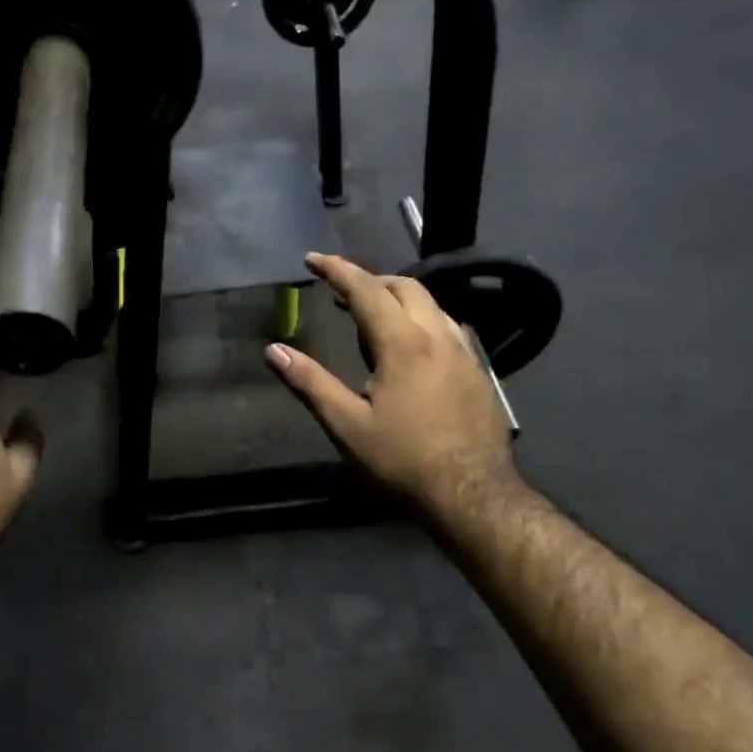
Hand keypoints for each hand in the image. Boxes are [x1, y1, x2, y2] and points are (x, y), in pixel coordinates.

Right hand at [265, 253, 521, 521]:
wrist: (472, 493)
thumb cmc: (403, 460)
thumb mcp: (346, 425)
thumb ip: (310, 383)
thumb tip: (273, 351)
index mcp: (402, 343)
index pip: (365, 289)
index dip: (336, 269)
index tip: (312, 259)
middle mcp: (437, 335)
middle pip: (404, 286)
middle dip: (370, 279)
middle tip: (341, 293)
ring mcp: (464, 352)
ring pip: (430, 304)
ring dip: (398, 297)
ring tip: (372, 318)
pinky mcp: (478, 371)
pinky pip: (447, 326)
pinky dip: (420, 319)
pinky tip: (411, 347)